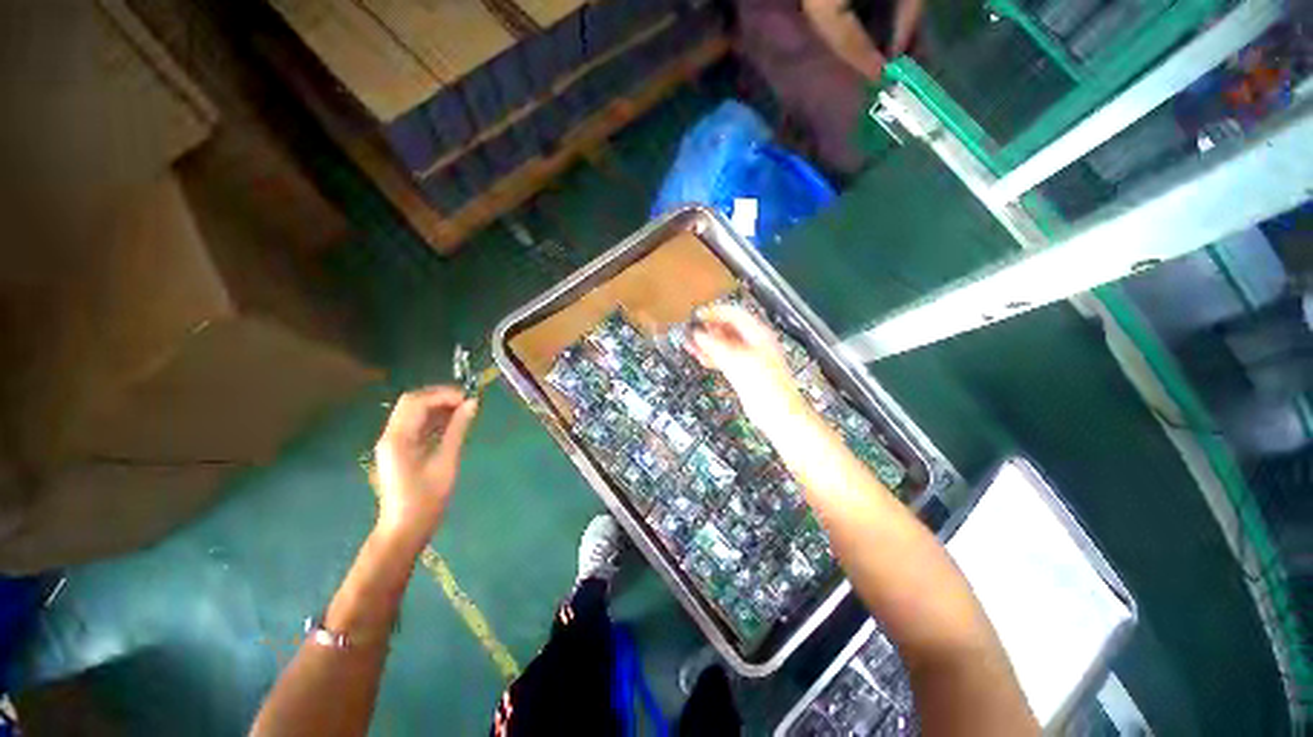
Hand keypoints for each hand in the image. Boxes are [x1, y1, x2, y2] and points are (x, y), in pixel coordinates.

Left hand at [373, 386, 477, 544]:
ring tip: (464, 409)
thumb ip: (458, 429)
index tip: (468, 397)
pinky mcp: (400, 450)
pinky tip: (454, 422)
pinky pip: (416, 425)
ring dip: (438, 406)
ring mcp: (393, 443)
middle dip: (440, 397)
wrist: (405, 528)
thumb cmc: (427, 498)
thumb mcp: (446, 461)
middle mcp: (391, 436)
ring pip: (414, 412)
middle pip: (412, 403)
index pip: (417, 402)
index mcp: (398, 438)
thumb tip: (472, 403)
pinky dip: (435, 418)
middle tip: (467, 401)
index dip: (443, 394)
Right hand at [688, 305, 799, 420]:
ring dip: (708, 343)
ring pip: (725, 344)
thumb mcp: (736, 361)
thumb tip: (699, 335)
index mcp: (759, 334)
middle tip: (692, 330)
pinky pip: (725, 359)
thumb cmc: (767, 386)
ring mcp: (750, 358)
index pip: (734, 314)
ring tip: (691, 343)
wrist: (778, 413)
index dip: (714, 312)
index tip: (697, 315)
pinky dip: (713, 357)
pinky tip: (701, 357)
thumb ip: (715, 346)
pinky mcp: (744, 372)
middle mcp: (755, 343)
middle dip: (709, 328)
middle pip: (728, 328)